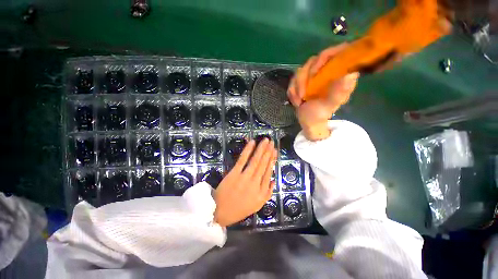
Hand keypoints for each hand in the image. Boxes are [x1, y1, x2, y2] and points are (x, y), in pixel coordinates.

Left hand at [213, 138, 276, 226]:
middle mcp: (255, 183)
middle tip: (271, 141)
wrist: (220, 212)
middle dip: (268, 151)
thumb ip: (268, 193)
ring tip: (265, 140)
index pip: (269, 172)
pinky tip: (252, 143)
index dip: (272, 160)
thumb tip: (273, 180)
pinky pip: (242, 160)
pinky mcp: (234, 174)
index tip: (275, 150)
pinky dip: (247, 151)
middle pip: (263, 164)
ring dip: (261, 149)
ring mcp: (244, 178)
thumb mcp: (257, 205)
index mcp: (262, 191)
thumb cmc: (239, 209)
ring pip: (255, 161)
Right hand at [287, 43, 358, 140]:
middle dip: (304, 78)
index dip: (325, 56)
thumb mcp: (331, 104)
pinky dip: (292, 92)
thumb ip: (339, 91)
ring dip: (297, 87)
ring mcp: (313, 76)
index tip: (315, 72)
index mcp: (339, 73)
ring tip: (299, 101)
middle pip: (313, 61)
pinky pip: (292, 81)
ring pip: (300, 71)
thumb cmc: (321, 113)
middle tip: (303, 94)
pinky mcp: (302, 81)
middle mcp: (326, 71)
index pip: (337, 52)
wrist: (309, 121)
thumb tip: (350, 73)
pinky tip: (296, 102)